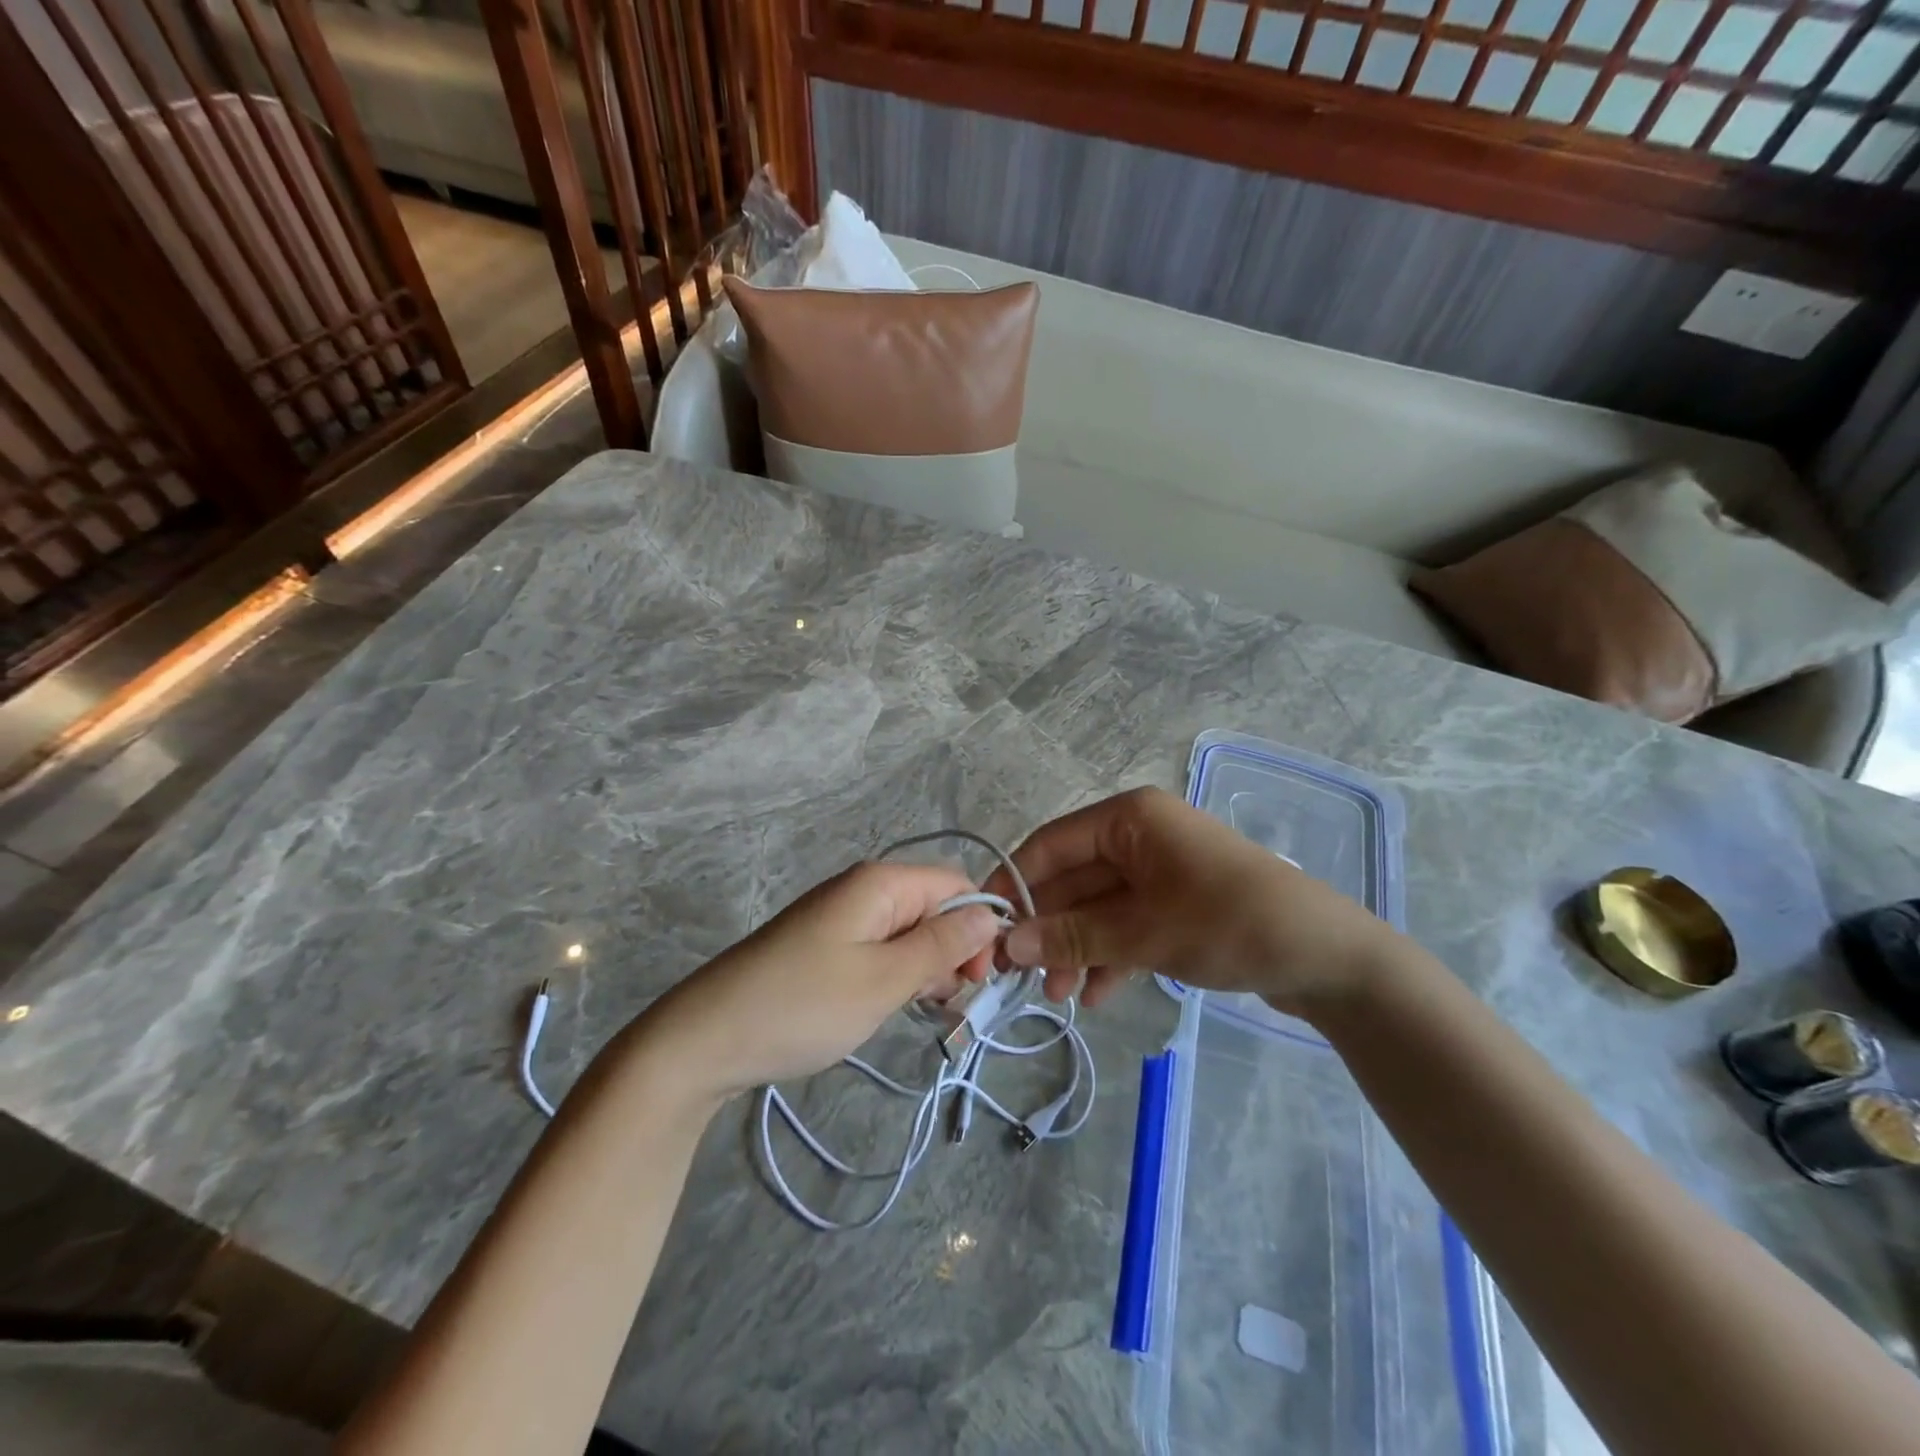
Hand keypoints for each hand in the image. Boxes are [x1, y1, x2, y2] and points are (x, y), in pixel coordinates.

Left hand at [639, 862, 999, 1100]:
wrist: (705, 1038)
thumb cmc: (804, 1005)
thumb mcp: (885, 979)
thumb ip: (942, 944)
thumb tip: (990, 914)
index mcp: (881, 883)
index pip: (956, 884)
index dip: (979, 925)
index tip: (983, 980)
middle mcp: (862, 889)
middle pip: (932, 906)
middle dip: (954, 949)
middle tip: (954, 1004)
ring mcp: (840, 917)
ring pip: (907, 931)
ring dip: (926, 966)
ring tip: (923, 1011)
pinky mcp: (824, 944)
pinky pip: (879, 947)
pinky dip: (896, 974)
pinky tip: (892, 1005)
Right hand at [988, 786, 1400, 1013]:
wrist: (1329, 957)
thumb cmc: (1228, 923)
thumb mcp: (1142, 932)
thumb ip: (1072, 937)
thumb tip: (1007, 945)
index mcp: (1129, 818)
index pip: (1050, 845)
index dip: (1015, 885)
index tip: (986, 930)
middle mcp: (1140, 834)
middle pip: (1073, 880)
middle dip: (1049, 929)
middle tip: (1020, 978)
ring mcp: (1161, 870)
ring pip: (1099, 907)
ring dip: (1077, 949)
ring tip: (1059, 997)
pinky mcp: (1178, 903)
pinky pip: (1128, 924)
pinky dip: (1111, 955)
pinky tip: (1099, 996)